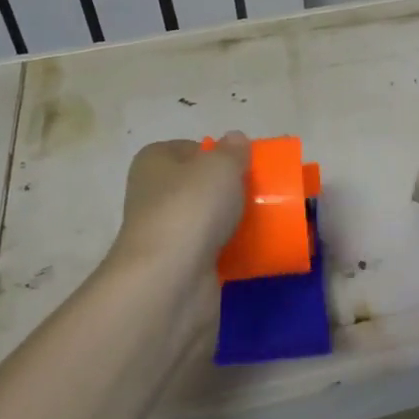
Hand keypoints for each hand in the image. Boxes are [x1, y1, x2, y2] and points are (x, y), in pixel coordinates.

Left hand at [111, 132, 250, 276]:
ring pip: (205, 219)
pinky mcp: (178, 265)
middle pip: (199, 185)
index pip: (189, 148)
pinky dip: (231, 250)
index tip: (247, 165)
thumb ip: (233, 150)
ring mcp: (164, 232)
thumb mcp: (221, 166)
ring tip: (265, 220)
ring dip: (231, 221)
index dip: (218, 153)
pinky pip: (211, 250)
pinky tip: (254, 249)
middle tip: (261, 192)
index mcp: (154, 162)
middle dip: (228, 189)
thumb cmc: (192, 207)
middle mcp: (153, 194)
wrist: (170, 279)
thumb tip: (235, 139)